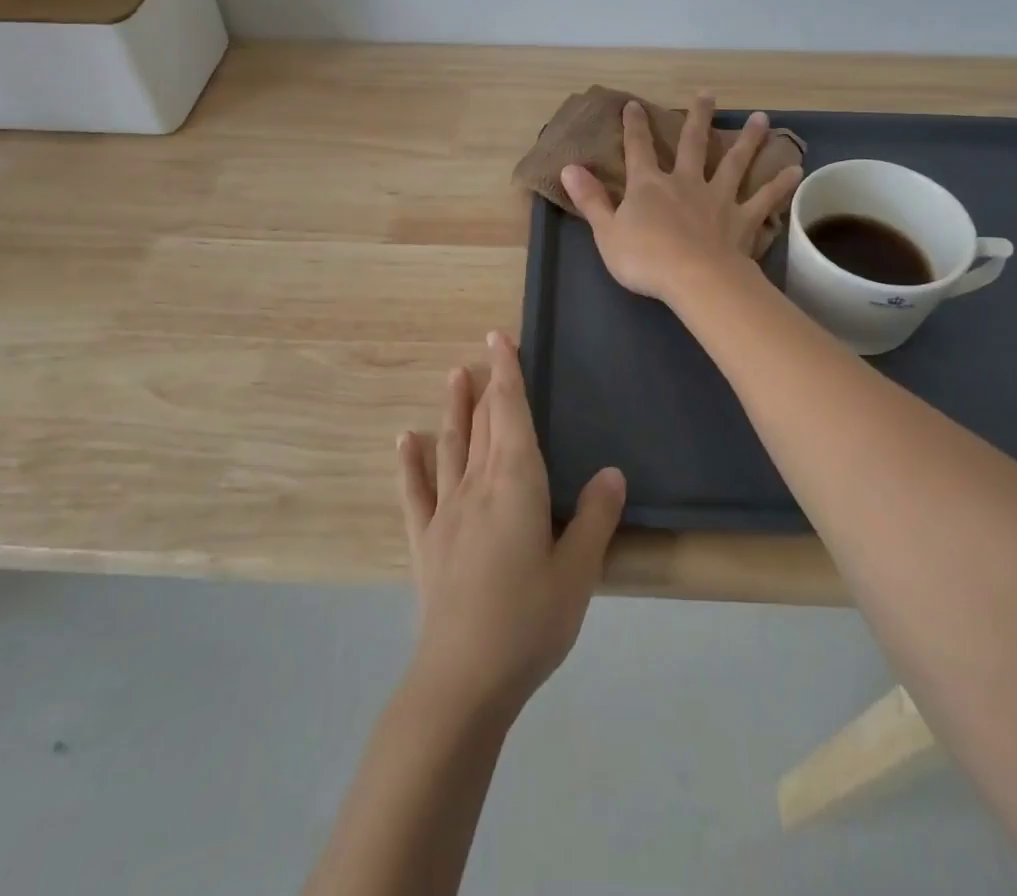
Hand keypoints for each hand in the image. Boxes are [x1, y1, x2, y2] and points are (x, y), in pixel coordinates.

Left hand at [396, 331, 625, 717]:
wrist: (463, 678)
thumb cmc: (529, 620)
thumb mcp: (578, 572)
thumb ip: (595, 518)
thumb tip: (612, 472)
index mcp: (516, 483)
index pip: (512, 413)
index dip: (507, 373)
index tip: (499, 337)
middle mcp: (477, 485)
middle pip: (484, 423)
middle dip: (488, 383)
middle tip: (486, 349)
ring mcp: (446, 511)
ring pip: (451, 446)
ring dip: (453, 409)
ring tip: (453, 376)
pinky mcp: (425, 541)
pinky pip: (415, 491)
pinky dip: (410, 463)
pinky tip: (404, 441)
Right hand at [561, 94, 801, 300]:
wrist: (694, 279)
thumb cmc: (645, 258)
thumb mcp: (606, 231)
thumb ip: (590, 199)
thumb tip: (569, 167)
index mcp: (649, 186)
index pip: (638, 149)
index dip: (634, 126)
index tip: (633, 105)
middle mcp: (686, 183)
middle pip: (693, 144)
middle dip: (698, 117)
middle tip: (708, 94)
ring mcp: (718, 198)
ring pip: (735, 162)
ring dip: (748, 140)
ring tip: (762, 118)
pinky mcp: (743, 219)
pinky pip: (765, 199)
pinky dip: (780, 184)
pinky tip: (796, 170)